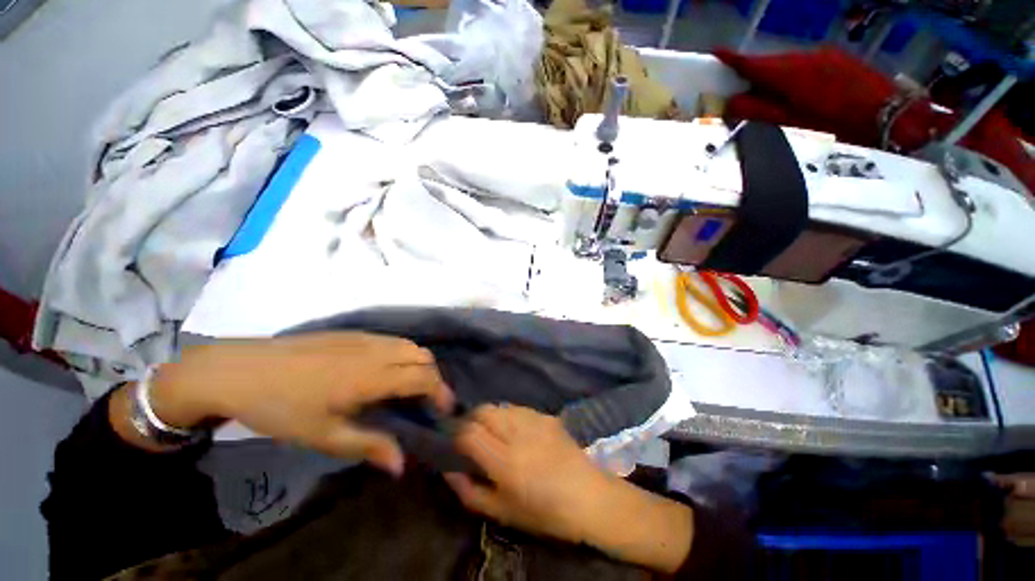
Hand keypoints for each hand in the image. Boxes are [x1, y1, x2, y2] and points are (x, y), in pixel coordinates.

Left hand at [138, 333, 453, 474]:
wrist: (241, 370)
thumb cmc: (282, 408)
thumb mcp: (323, 436)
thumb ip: (368, 446)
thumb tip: (402, 464)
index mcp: (372, 376)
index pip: (424, 377)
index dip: (440, 393)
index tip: (443, 411)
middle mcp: (377, 351)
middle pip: (423, 357)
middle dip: (433, 378)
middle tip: (425, 402)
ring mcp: (366, 338)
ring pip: (410, 345)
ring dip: (419, 364)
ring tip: (408, 386)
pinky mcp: (354, 332)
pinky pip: (393, 340)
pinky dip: (403, 354)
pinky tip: (385, 371)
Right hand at [443, 404, 610, 542]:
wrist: (589, 496)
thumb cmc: (545, 513)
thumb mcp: (503, 512)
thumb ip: (471, 492)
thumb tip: (449, 471)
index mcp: (506, 461)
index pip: (469, 432)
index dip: (457, 435)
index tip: (455, 444)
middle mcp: (518, 433)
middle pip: (483, 410)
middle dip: (471, 420)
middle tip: (472, 436)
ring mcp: (535, 420)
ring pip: (500, 406)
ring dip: (490, 416)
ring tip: (494, 433)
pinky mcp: (546, 416)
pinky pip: (518, 408)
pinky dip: (509, 415)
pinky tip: (516, 431)